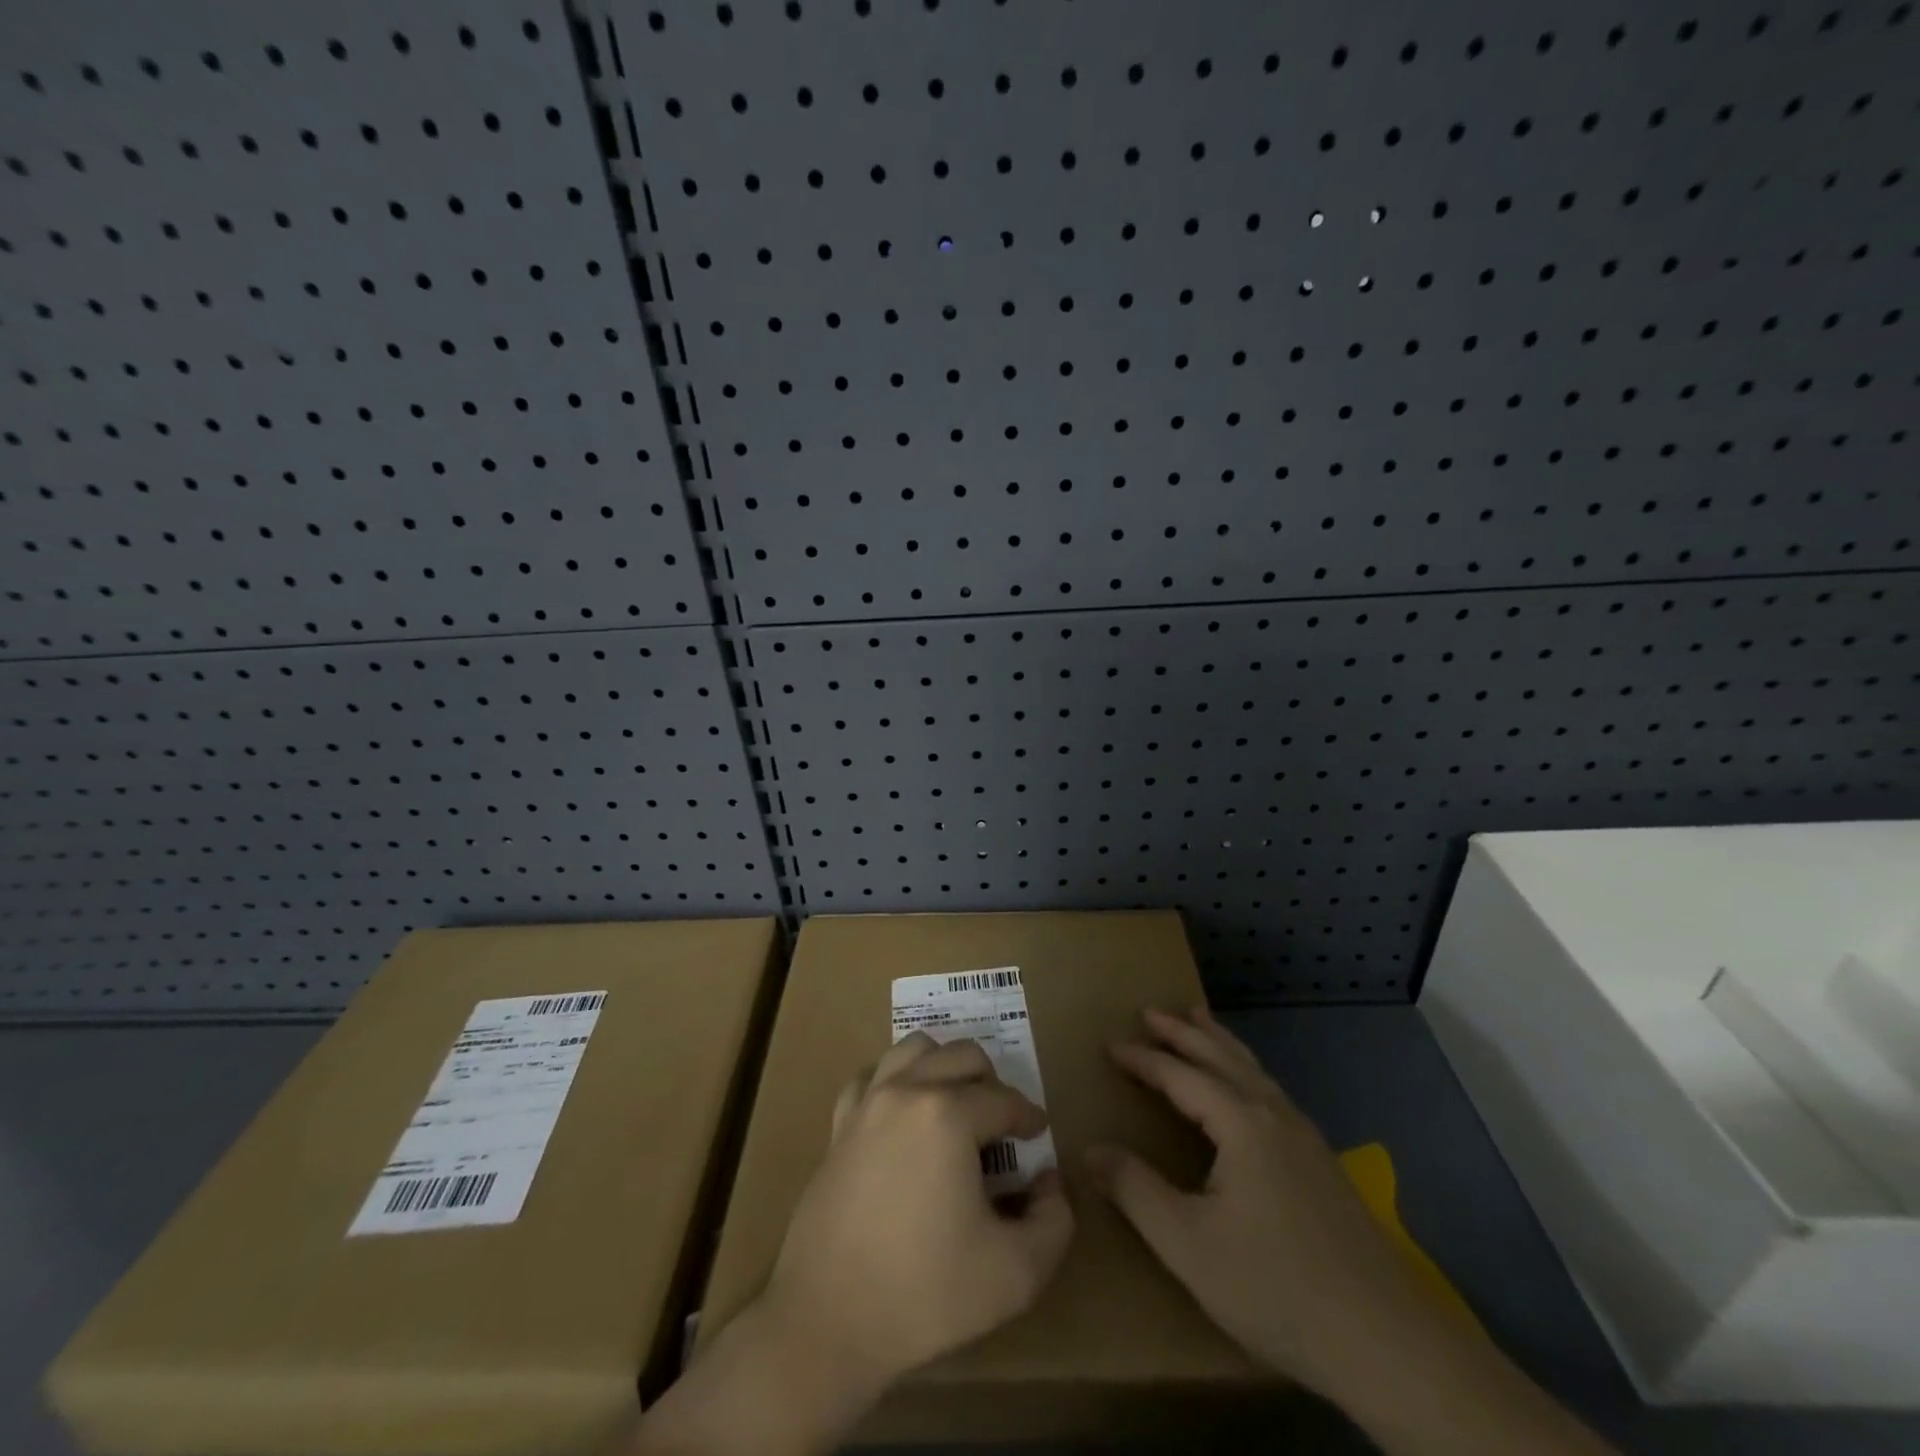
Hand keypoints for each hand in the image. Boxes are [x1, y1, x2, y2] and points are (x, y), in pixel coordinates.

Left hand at [761, 1031, 1074, 1397]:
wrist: (827, 1321)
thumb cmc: (926, 1295)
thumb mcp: (1016, 1273)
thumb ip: (1054, 1221)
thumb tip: (1049, 1181)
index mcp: (949, 1115)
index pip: (1004, 1099)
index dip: (1028, 1116)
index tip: (1038, 1135)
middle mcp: (907, 1092)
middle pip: (962, 1056)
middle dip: (992, 1082)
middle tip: (1002, 1122)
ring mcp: (867, 1104)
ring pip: (914, 1050)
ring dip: (944, 1065)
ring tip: (957, 1104)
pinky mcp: (839, 1126)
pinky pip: (871, 1078)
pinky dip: (895, 1081)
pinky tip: (904, 1113)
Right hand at [1087, 1005, 1449, 1401]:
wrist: (1387, 1343)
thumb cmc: (1275, 1287)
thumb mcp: (1187, 1244)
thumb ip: (1135, 1191)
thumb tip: (1091, 1149)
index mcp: (1241, 1125)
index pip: (1182, 1076)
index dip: (1144, 1059)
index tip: (1111, 1045)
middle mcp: (1275, 1117)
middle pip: (1222, 1058)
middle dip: (1184, 1032)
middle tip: (1152, 1011)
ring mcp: (1307, 1139)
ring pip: (1254, 1071)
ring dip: (1220, 1043)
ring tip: (1200, 1022)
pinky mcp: (1324, 1165)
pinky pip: (1273, 1093)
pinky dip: (1246, 1071)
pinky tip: (1249, 1090)